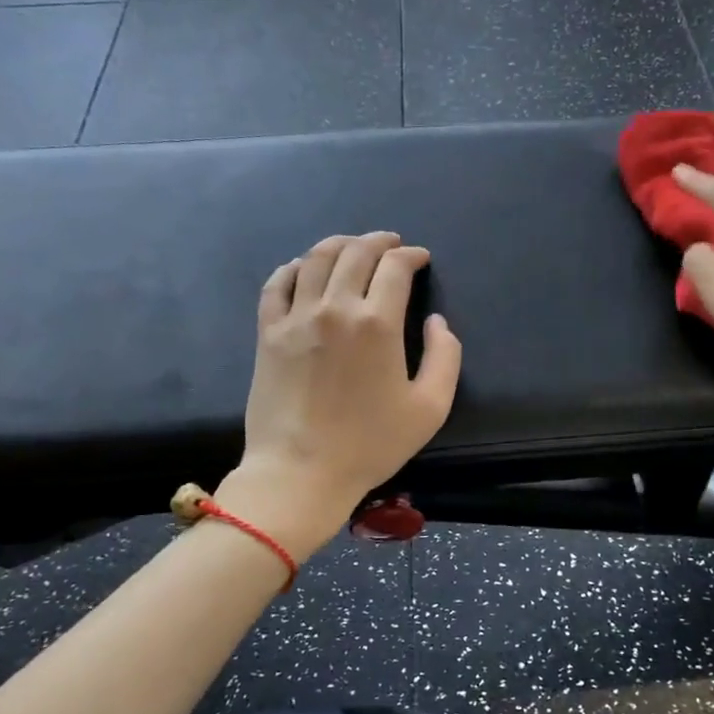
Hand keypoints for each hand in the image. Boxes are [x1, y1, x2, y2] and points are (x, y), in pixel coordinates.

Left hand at [218, 232, 461, 557]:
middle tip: (390, 244)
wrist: (300, 472)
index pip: (395, 267)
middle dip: (378, 241)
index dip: (411, 255)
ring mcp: (296, 317)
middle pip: (356, 253)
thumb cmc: (370, 444)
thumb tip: (437, 321)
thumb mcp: (430, 408)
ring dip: (339, 244)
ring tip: (352, 246)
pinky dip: (293, 267)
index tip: (420, 259)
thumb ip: (446, 357)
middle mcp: (335, 307)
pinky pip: (277, 284)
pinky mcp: (268, 333)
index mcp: (377, 323)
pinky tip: (302, 268)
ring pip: (315, 259)